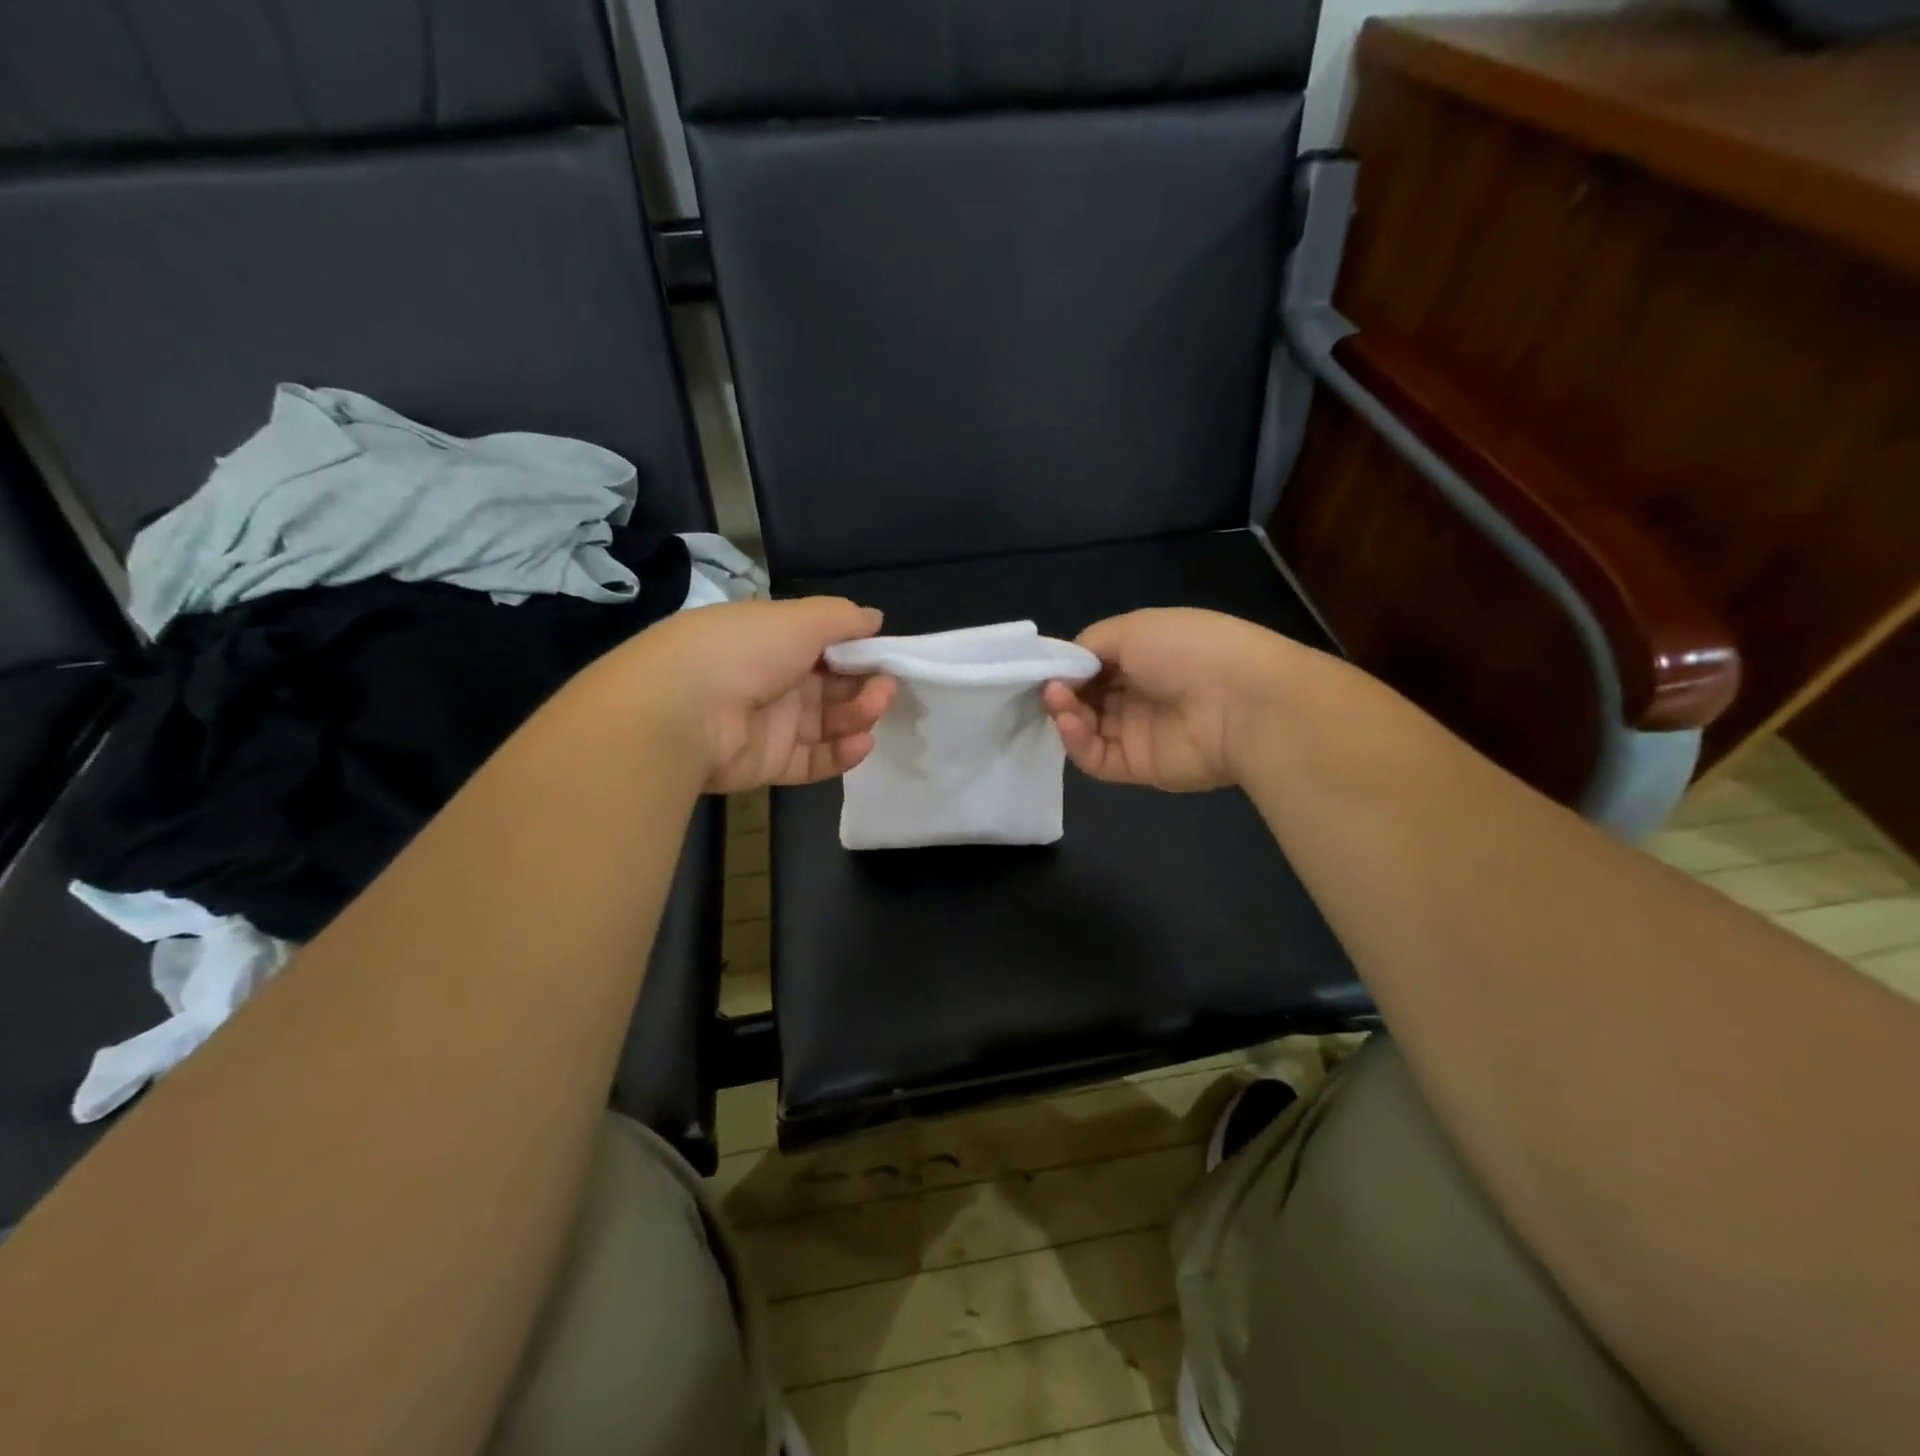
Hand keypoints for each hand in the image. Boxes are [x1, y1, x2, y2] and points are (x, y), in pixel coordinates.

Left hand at [612, 597, 895, 792]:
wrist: (683, 713)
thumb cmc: (745, 650)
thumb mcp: (799, 618)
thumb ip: (842, 618)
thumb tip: (874, 618)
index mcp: (772, 640)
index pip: (824, 645)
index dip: (857, 651)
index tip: (886, 656)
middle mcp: (771, 679)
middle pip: (831, 686)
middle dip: (864, 685)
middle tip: (886, 687)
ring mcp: (770, 724)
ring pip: (827, 722)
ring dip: (858, 715)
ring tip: (876, 709)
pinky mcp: (769, 763)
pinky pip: (813, 760)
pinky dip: (841, 754)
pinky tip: (862, 743)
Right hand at [1041, 608, 1312, 791]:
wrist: (1240, 702)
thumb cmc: (1186, 650)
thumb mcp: (1133, 628)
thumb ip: (1090, 645)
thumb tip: (1064, 669)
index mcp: (1146, 655)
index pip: (1094, 664)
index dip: (1067, 665)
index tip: (1045, 667)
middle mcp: (1141, 693)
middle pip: (1085, 697)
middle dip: (1061, 690)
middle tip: (1049, 687)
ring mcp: (1138, 732)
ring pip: (1085, 727)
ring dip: (1065, 713)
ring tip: (1058, 701)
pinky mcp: (1138, 766)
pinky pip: (1095, 757)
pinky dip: (1075, 741)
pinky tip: (1069, 722)